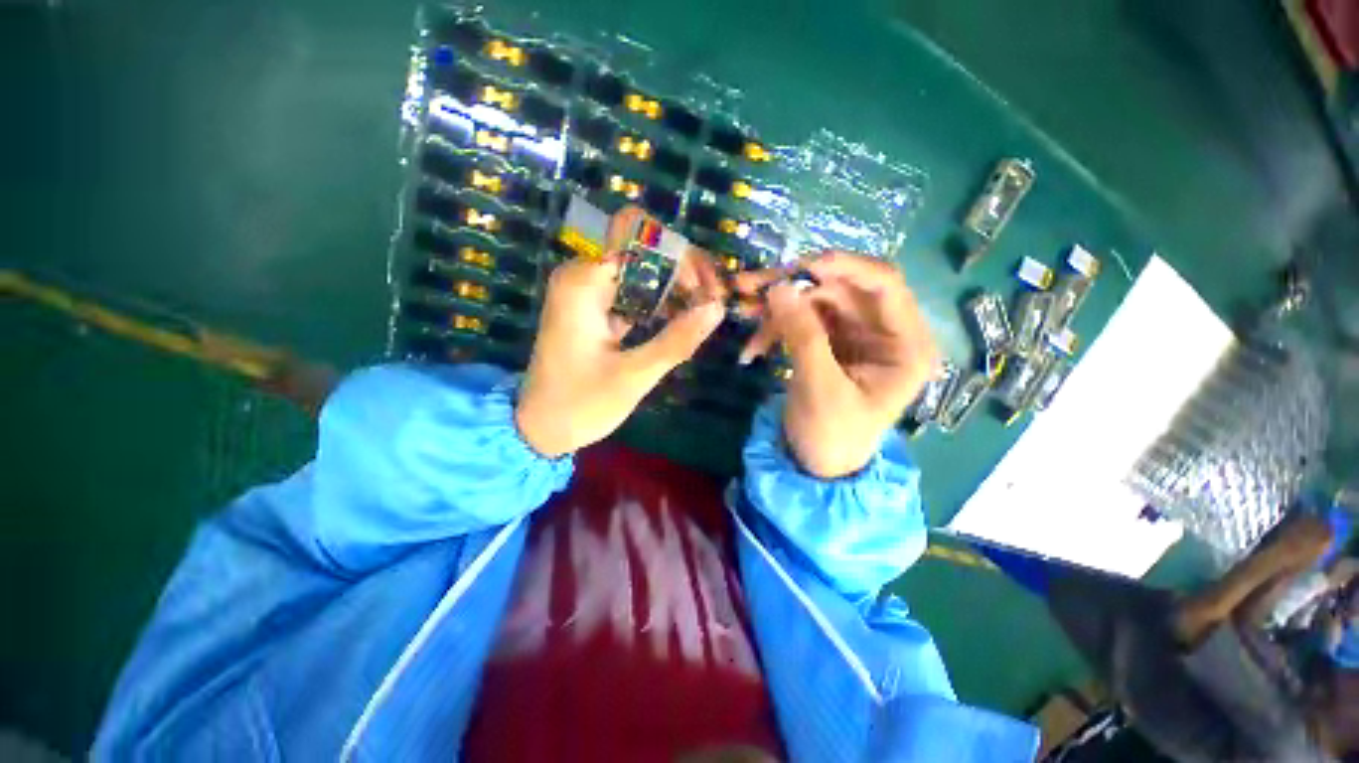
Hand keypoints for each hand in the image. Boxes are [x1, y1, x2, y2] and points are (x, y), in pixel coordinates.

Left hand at [515, 207, 725, 456]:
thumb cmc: (580, 405)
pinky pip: (633, 291)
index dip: (680, 256)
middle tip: (712, 304)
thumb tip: (717, 307)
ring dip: (676, 286)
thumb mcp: (632, 377)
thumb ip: (676, 340)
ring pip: (642, 269)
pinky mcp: (594, 308)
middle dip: (684, 271)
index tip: (707, 290)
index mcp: (584, 282)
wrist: (539, 428)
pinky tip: (681, 320)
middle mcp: (583, 275)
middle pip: (643, 249)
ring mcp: (587, 291)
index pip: (640, 236)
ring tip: (703, 312)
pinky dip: (660, 301)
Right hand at [735, 252, 939, 478]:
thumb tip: (779, 287)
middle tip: (751, 286)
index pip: (885, 285)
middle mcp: (885, 331)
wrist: (816, 464)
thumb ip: (803, 335)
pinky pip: (801, 318)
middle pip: (841, 288)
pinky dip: (775, 326)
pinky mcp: (830, 340)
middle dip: (795, 285)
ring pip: (815, 299)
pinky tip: (753, 347)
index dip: (845, 267)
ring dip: (778, 304)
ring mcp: (855, 333)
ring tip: (743, 308)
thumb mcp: (819, 388)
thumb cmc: (831, 435)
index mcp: (906, 345)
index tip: (801, 266)